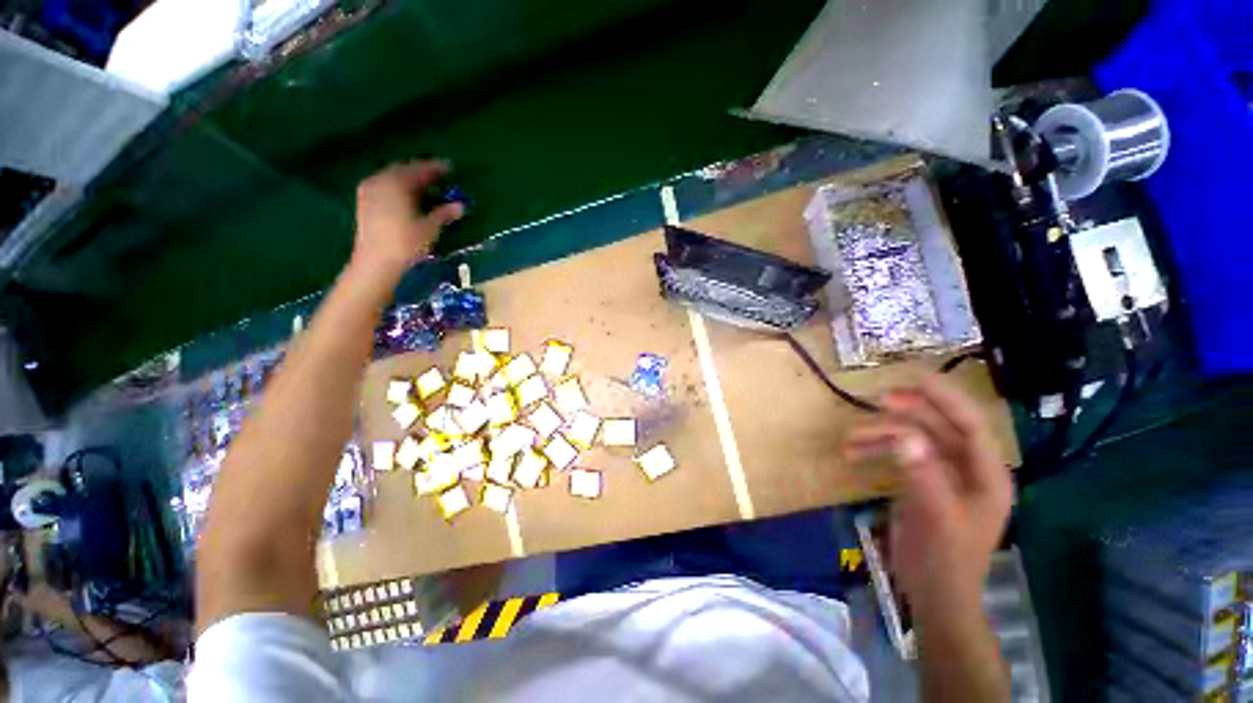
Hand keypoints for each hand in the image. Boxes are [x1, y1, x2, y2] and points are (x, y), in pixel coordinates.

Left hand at [352, 160, 463, 275]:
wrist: (376, 262)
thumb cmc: (406, 243)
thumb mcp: (429, 228)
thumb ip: (444, 213)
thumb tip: (460, 206)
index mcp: (396, 183)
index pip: (418, 170)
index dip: (434, 168)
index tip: (449, 167)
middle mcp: (380, 181)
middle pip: (402, 170)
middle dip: (420, 172)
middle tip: (437, 176)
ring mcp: (369, 191)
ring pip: (392, 178)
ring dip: (409, 180)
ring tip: (425, 188)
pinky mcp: (365, 203)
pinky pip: (384, 186)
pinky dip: (398, 188)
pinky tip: (408, 197)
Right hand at [845, 375, 1010, 613]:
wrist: (933, 593)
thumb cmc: (945, 560)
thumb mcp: (936, 517)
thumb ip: (923, 475)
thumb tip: (903, 435)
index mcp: (987, 475)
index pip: (971, 425)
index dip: (947, 399)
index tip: (916, 378)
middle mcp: (968, 469)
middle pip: (939, 427)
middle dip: (907, 414)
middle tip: (875, 401)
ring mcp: (944, 475)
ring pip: (914, 440)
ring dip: (882, 435)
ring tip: (851, 439)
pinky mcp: (923, 482)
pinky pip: (901, 455)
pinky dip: (878, 450)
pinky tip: (855, 454)